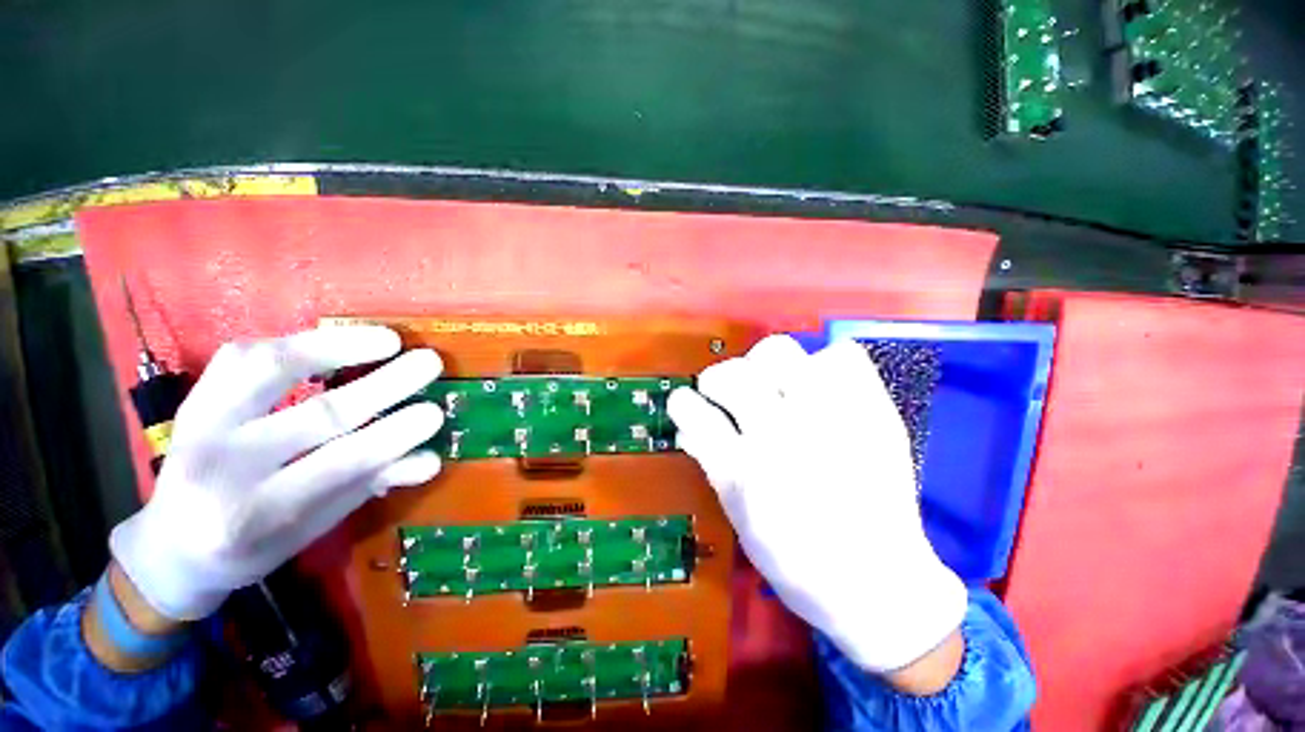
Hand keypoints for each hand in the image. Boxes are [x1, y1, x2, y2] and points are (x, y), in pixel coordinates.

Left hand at [110, 326, 443, 620]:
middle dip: (383, 385)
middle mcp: (222, 465)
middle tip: (429, 363)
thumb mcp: (314, 528)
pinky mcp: (193, 398)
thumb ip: (368, 487)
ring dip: (338, 347)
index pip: (339, 464)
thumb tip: (431, 460)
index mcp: (256, 512)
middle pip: (316, 414)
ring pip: (270, 369)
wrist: (170, 546)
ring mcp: (200, 424)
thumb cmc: (252, 544)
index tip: (435, 412)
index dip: (392, 435)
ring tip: (390, 339)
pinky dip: (293, 341)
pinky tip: (335, 340)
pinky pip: (242, 356)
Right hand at [667, 335, 966, 674]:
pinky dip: (823, 365)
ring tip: (771, 384)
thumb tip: (688, 424)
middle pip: (733, 373)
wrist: (879, 582)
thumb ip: (710, 462)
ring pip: (779, 351)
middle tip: (726, 394)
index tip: (685, 402)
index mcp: (744, 469)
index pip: (696, 412)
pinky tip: (819, 388)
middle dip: (717, 379)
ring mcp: (830, 416)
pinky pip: (840, 356)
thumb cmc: (795, 560)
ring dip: (763, 365)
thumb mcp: (737, 516)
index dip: (684, 402)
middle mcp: (782, 434)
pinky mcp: (872, 409)